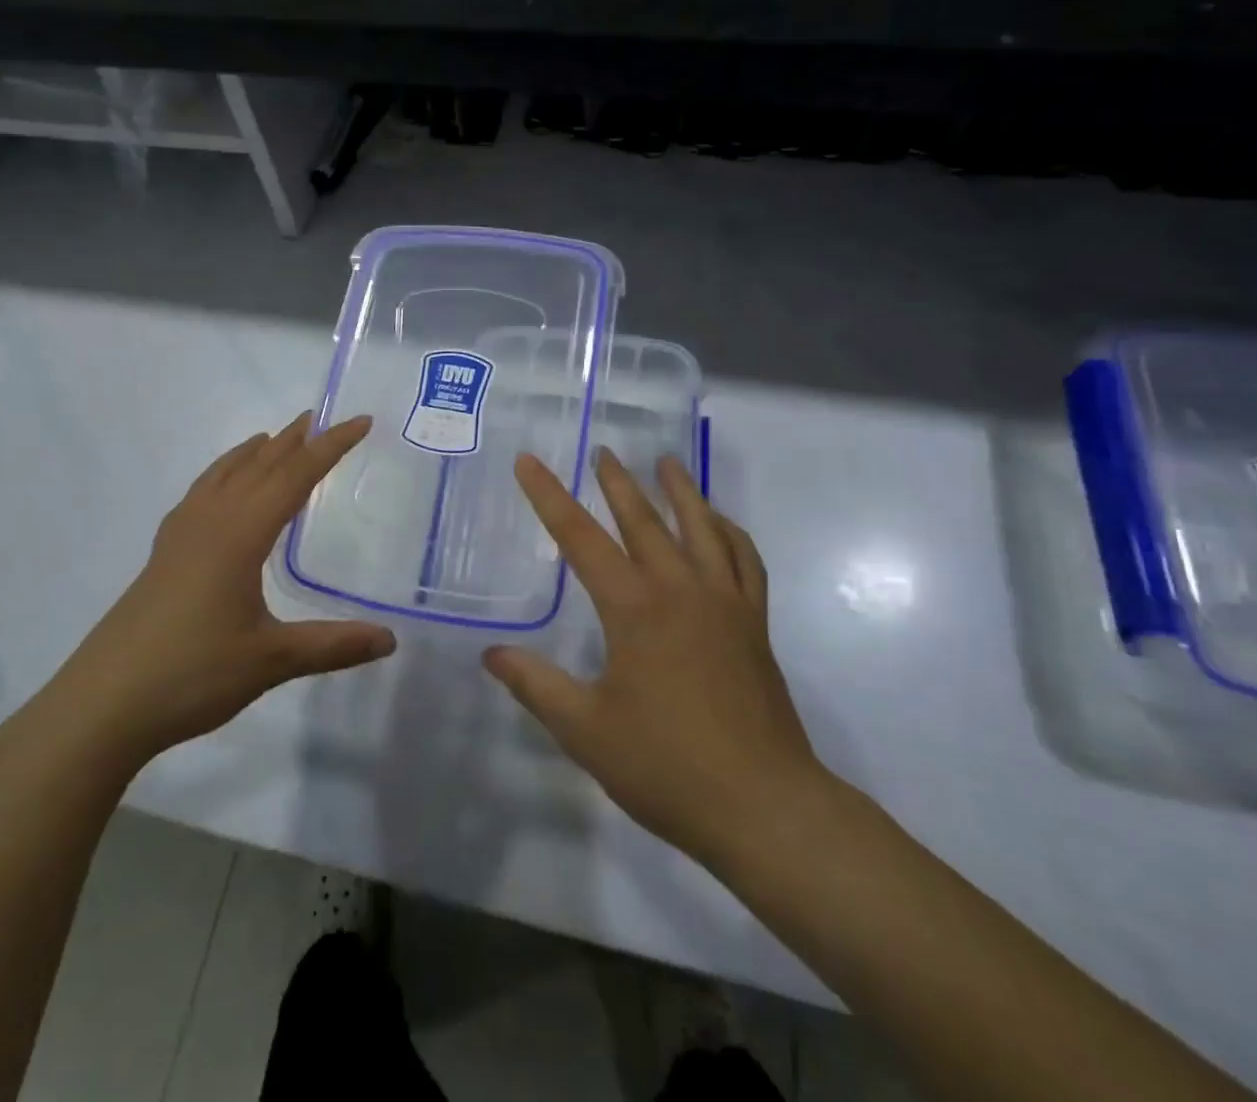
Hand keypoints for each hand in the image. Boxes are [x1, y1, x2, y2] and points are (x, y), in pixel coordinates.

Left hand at [32, 413, 394, 769]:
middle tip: (319, 418)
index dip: (331, 447)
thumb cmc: (192, 674)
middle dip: (292, 441)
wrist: (102, 704)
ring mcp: (180, 536)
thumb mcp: (272, 661)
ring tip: (272, 438)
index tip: (360, 421)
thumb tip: (390, 640)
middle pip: (258, 466)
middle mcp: (209, 522)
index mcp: (240, 534)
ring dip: (252, 453)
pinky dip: (221, 476)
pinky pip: (199, 495)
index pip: (295, 476)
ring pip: (222, 476)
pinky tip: (219, 491)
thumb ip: (333, 645)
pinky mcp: (162, 555)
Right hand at [483, 450, 827, 872]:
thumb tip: (492, 652)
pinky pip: (745, 561)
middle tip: (603, 451)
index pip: (580, 538)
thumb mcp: (585, 730)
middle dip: (617, 483)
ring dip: (681, 491)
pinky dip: (731, 533)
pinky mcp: (754, 624)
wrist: (764, 806)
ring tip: (667, 463)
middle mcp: (680, 590)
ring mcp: (724, 603)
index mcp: (634, 608)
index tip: (528, 461)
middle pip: (644, 521)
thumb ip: (536, 685)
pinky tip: (720, 525)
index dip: (548, 496)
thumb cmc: (666, 767)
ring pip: (702, 529)